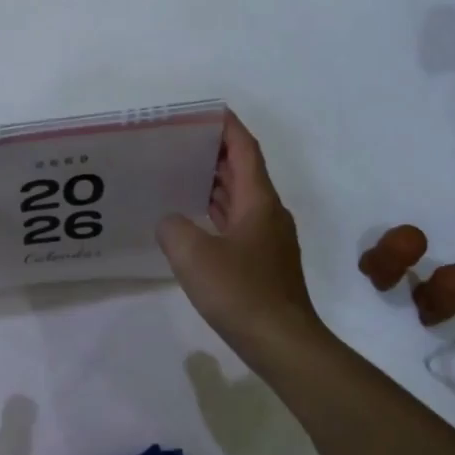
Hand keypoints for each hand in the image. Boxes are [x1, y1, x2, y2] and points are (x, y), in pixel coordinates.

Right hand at [157, 112, 325, 364]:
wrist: (283, 343)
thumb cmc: (241, 292)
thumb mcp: (193, 255)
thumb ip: (173, 227)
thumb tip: (171, 221)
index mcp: (258, 200)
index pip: (244, 148)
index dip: (226, 126)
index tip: (204, 111)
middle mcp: (268, 212)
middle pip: (243, 170)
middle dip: (214, 152)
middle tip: (178, 143)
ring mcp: (269, 238)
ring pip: (241, 197)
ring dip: (215, 183)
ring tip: (179, 174)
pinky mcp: (264, 261)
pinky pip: (238, 222)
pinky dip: (217, 211)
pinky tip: (194, 222)